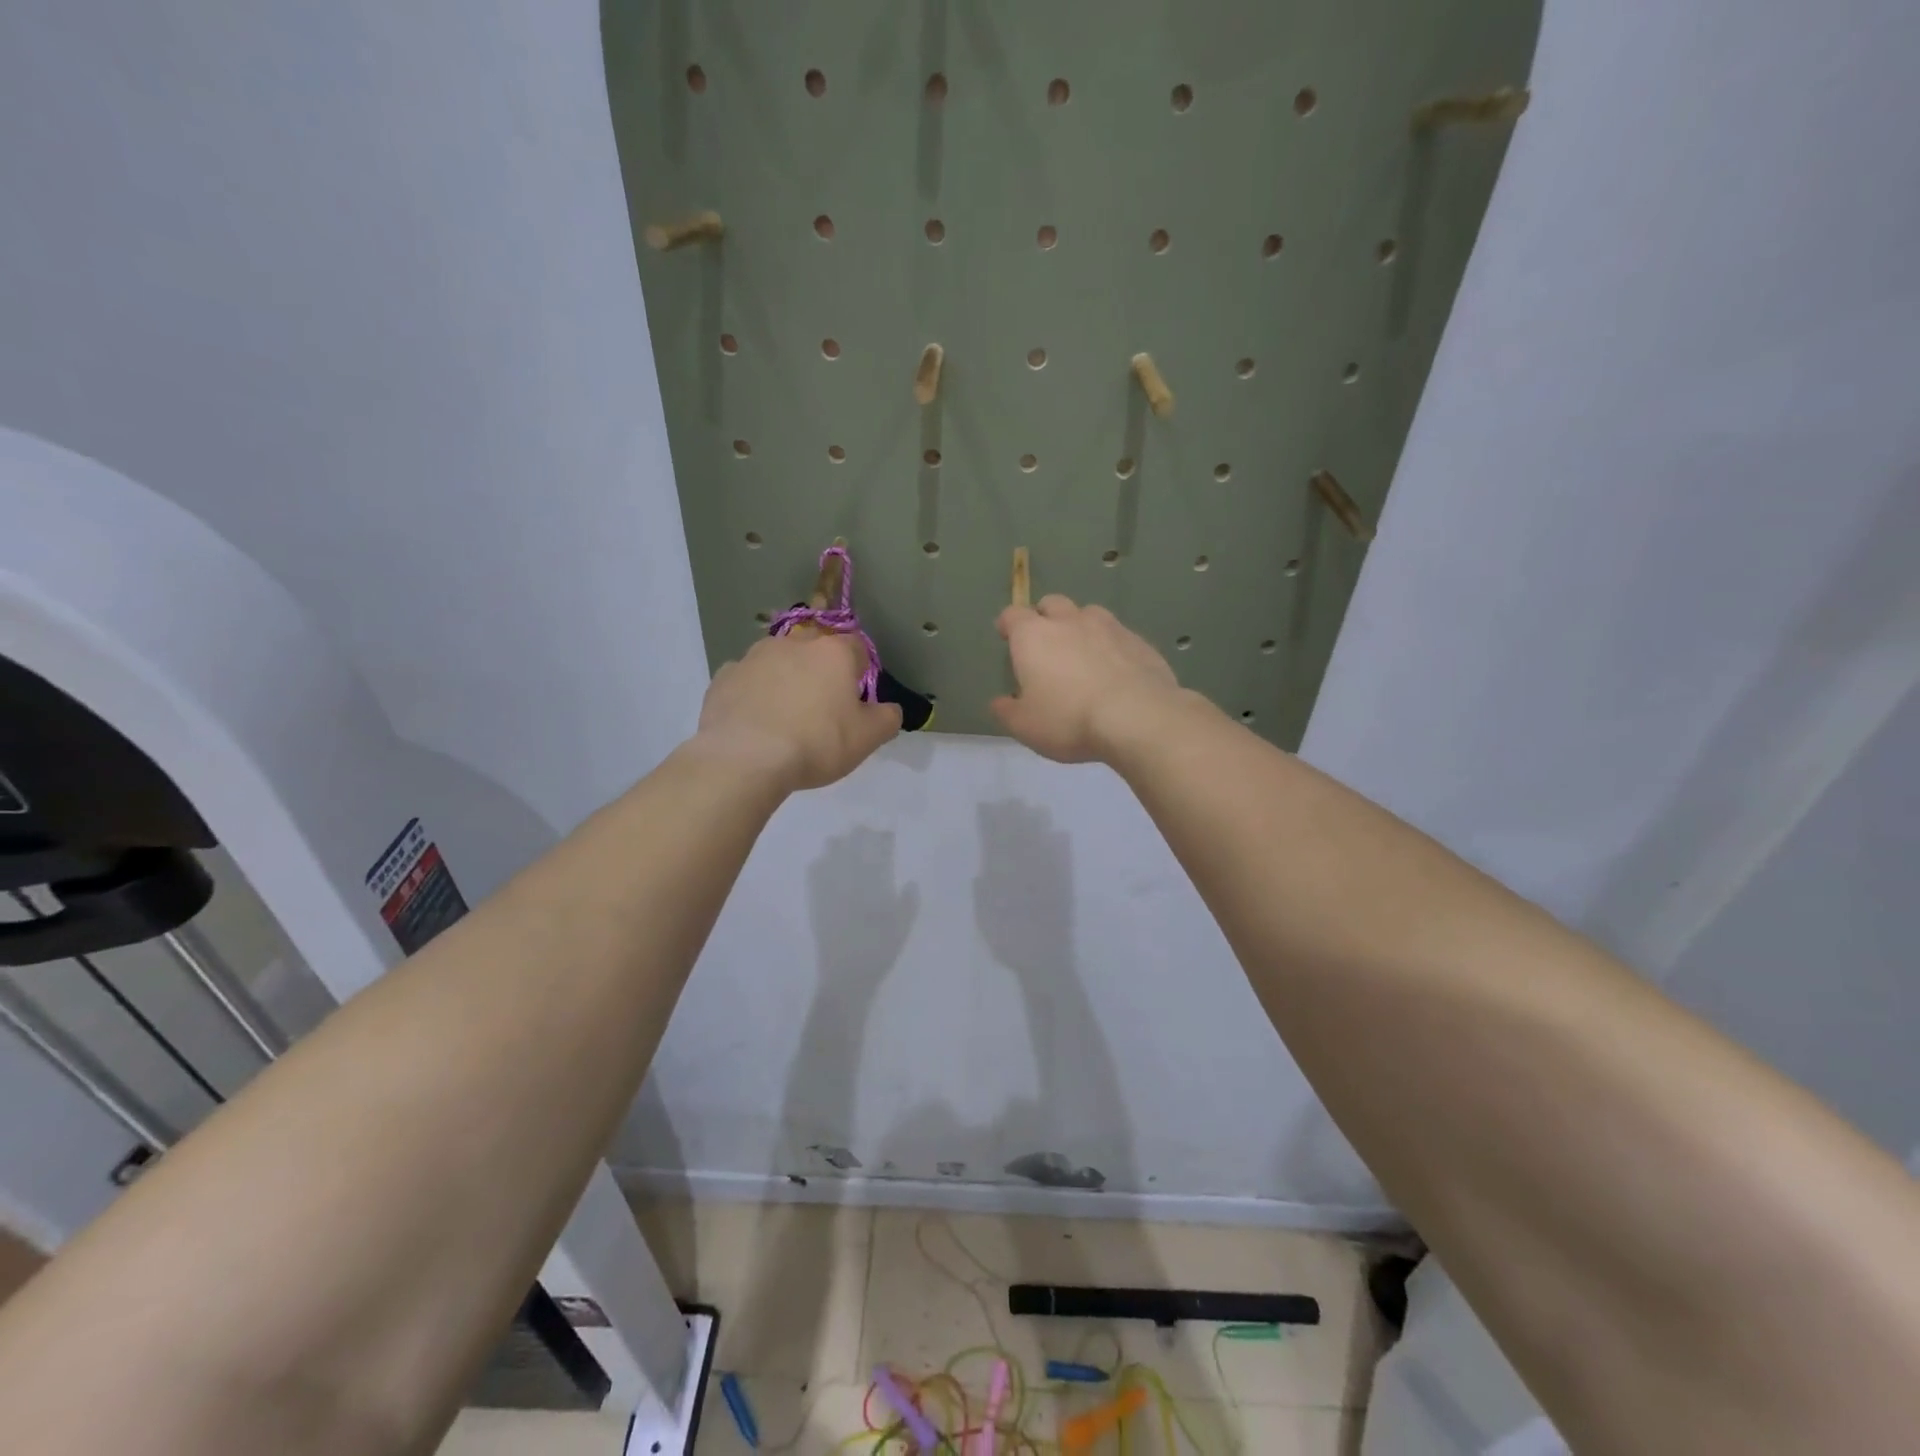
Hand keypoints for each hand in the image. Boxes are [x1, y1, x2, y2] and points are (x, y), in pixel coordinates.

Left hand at [694, 630, 900, 790]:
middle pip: (814, 649)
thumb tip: (890, 709)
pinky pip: (746, 680)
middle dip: (820, 670)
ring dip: (784, 679)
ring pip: (777, 661)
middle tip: (821, 707)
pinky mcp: (723, 677)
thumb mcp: (867, 739)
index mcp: (833, 653)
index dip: (860, 671)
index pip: (857, 647)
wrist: (744, 758)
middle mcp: (793, 644)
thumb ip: (887, 719)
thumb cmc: (816, 743)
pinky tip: (754, 722)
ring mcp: (753, 657)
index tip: (856, 698)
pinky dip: (753, 694)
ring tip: (784, 716)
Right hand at [991, 596, 1188, 763]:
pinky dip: (1111, 647)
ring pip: (1088, 614)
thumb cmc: (1068, 719)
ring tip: (1082, 654)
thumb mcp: (1025, 726)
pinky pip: (1118, 636)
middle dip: (1044, 617)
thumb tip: (1000, 702)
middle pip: (1051, 604)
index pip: (1012, 615)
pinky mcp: (1139, 641)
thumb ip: (1007, 711)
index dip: (1007, 624)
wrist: (1137, 718)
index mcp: (1033, 635)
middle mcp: (1069, 621)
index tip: (1006, 635)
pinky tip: (1115, 672)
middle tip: (1045, 644)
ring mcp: (1108, 627)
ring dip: (1080, 627)